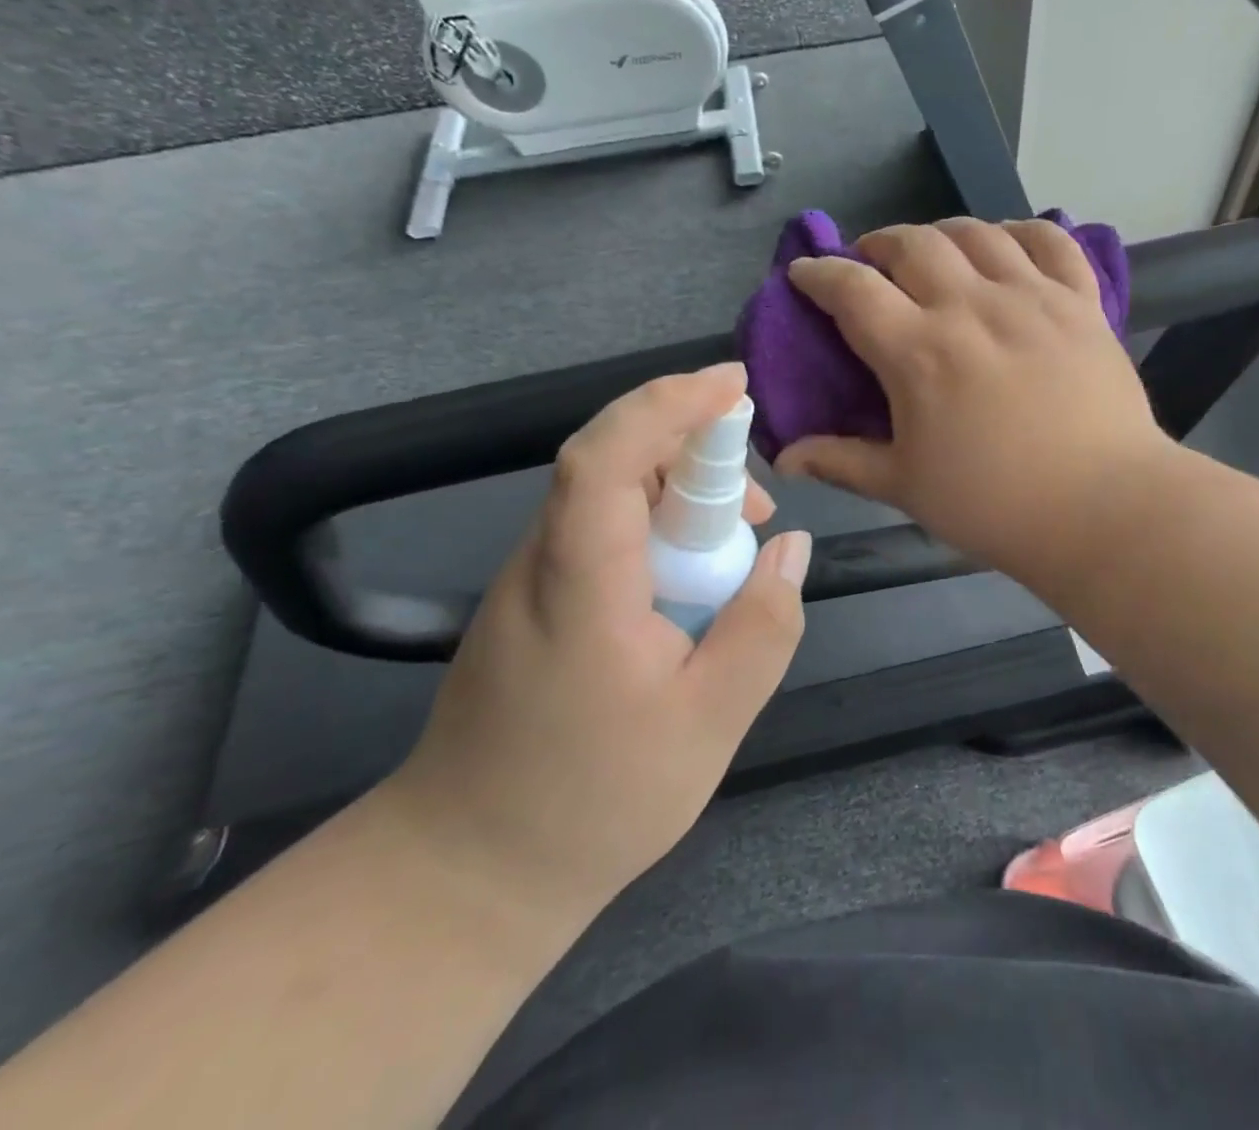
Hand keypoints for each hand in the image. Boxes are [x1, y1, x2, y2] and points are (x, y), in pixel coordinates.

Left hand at [381, 363, 809, 944]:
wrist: (467, 873)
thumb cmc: (592, 802)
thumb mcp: (710, 723)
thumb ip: (763, 627)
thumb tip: (791, 548)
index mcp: (581, 584)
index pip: (608, 457)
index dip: (668, 405)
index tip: (732, 385)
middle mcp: (543, 562)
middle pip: (611, 461)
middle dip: (693, 448)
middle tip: (758, 503)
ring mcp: (531, 579)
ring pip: (608, 493)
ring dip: (681, 490)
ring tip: (740, 541)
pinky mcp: (536, 600)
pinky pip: (602, 530)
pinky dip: (657, 524)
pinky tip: (694, 577)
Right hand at [776, 218, 1172, 587]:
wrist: (1103, 509)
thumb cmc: (994, 505)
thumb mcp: (906, 486)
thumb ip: (841, 463)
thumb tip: (784, 460)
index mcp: (919, 351)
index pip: (852, 289)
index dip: (819, 274)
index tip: (805, 273)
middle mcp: (971, 307)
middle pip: (912, 244)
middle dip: (878, 244)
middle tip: (871, 264)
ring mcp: (1032, 298)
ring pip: (977, 233)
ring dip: (942, 233)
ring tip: (934, 252)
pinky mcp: (1081, 302)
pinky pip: (1050, 241)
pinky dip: (1021, 232)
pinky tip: (1008, 244)